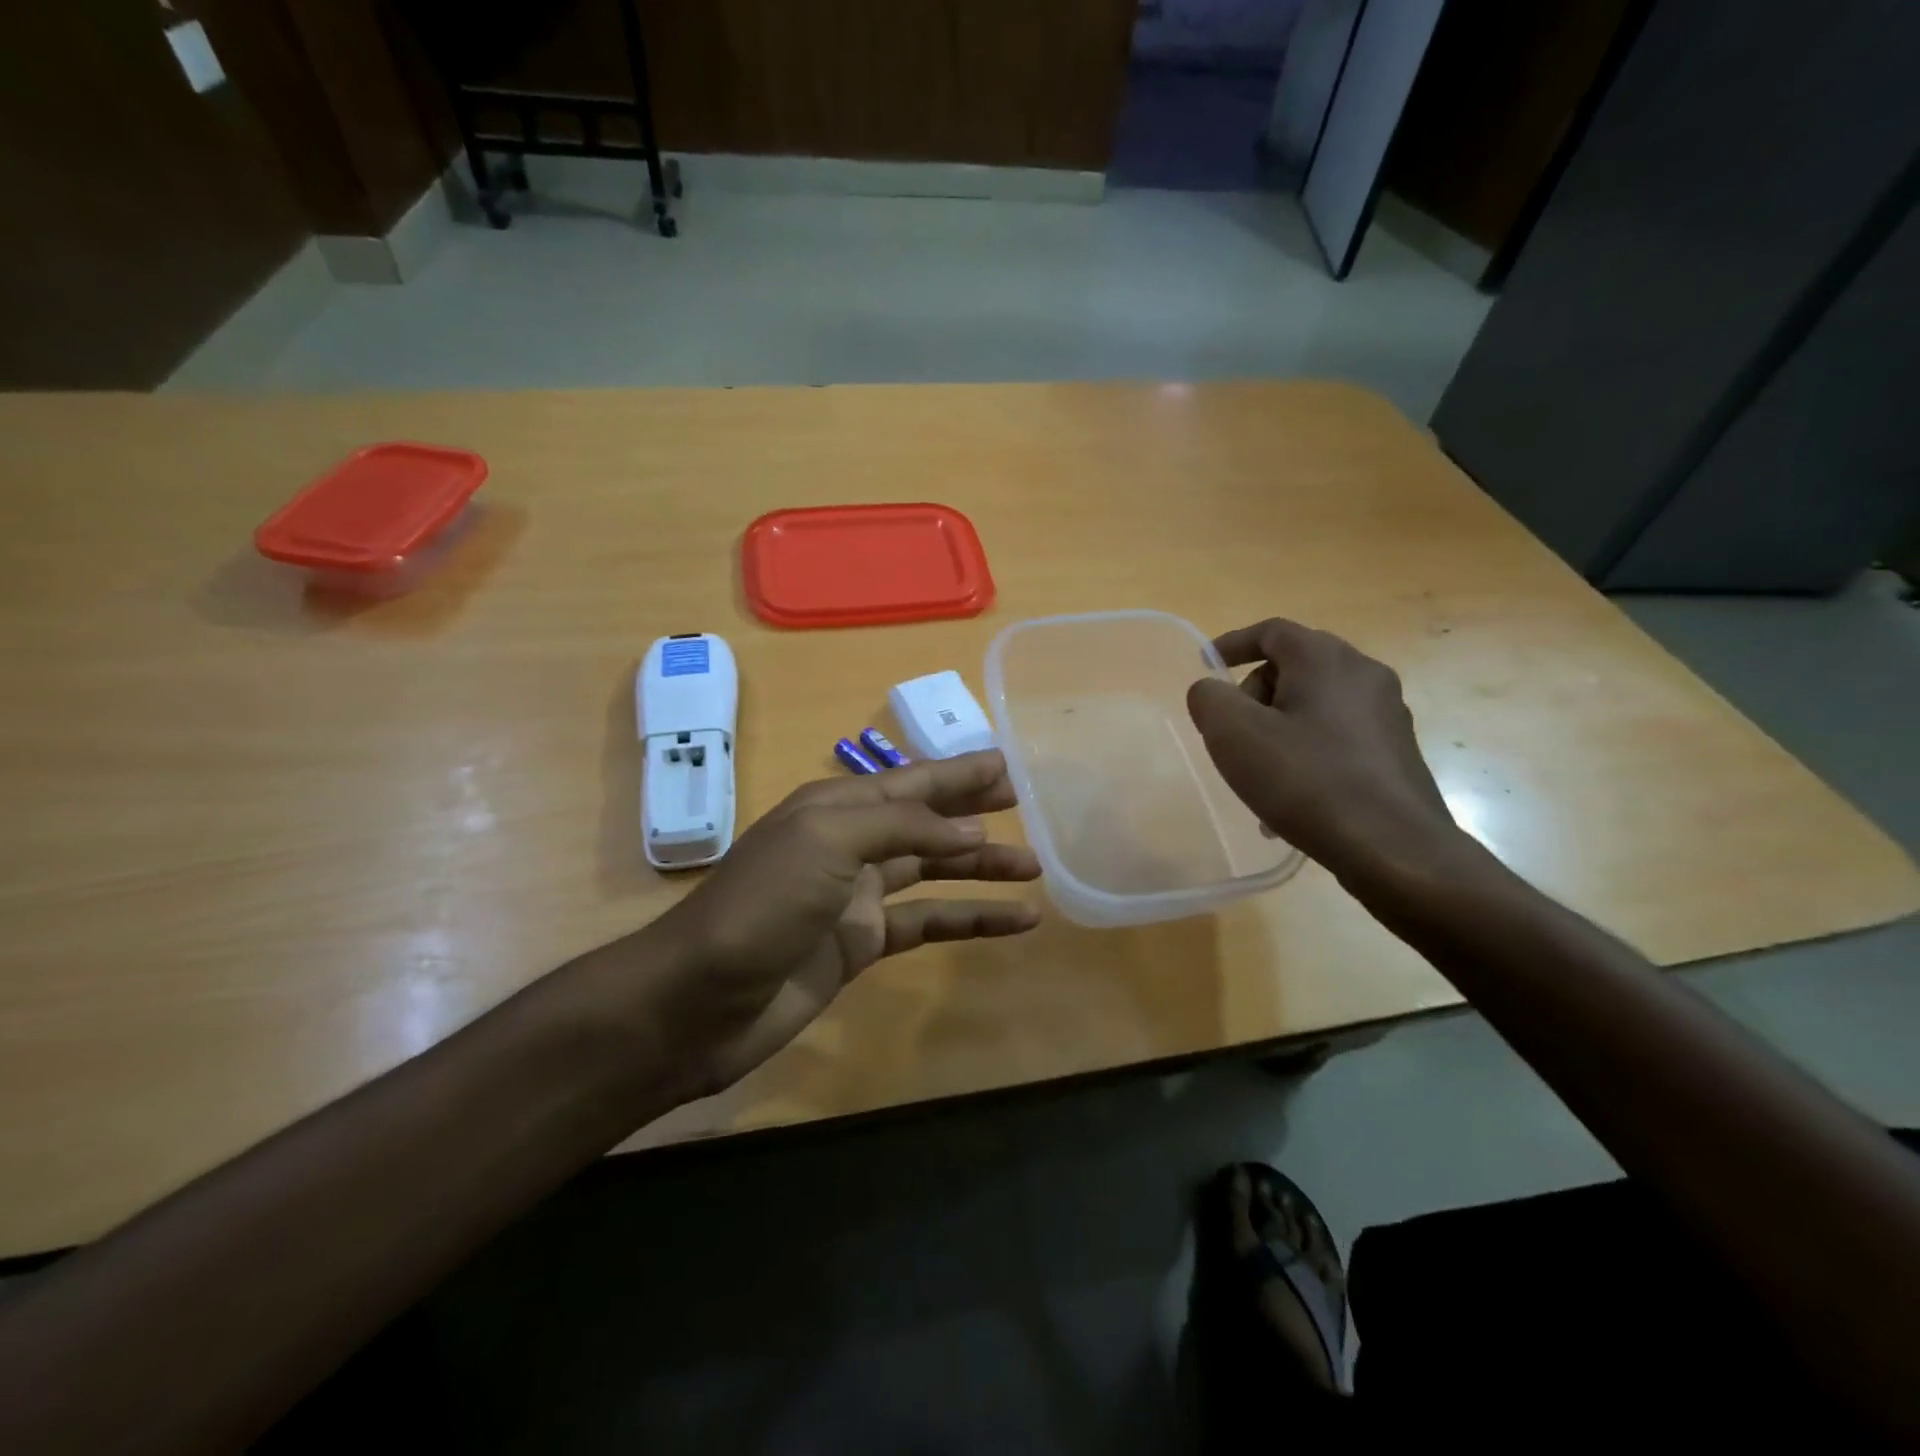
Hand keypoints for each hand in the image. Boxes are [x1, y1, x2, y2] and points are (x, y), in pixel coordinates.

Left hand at [642, 750, 1040, 1098]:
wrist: (700, 1000)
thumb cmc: (762, 903)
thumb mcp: (828, 840)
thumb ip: (902, 825)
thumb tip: (970, 827)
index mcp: (837, 807)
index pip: (912, 781)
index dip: (959, 772)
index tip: (1007, 765)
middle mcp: (849, 844)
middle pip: (925, 820)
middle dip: (973, 809)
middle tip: (1026, 803)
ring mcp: (856, 896)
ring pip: (933, 871)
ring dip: (981, 867)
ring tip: (1034, 867)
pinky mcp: (862, 945)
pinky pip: (928, 924)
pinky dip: (970, 921)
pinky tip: (1013, 923)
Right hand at [1186, 619, 1459, 882]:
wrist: (1393, 848)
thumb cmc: (1305, 780)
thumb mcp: (1234, 734)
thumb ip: (1209, 699)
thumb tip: (1212, 690)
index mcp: (1325, 659)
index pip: (1272, 631)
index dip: (1233, 643)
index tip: (1206, 664)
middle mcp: (1364, 675)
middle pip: (1294, 667)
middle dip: (1254, 695)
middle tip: (1232, 734)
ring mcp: (1387, 714)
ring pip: (1315, 707)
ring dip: (1278, 730)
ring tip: (1258, 777)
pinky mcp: (1396, 752)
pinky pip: (1337, 738)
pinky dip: (1306, 753)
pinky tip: (1293, 798)